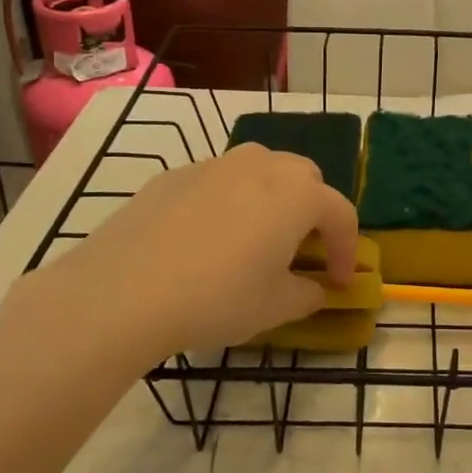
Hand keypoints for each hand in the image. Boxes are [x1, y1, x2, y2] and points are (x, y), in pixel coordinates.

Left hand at [8, 143, 358, 369]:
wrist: (124, 291)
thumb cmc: (217, 298)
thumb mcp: (274, 307)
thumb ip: (306, 295)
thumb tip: (314, 289)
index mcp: (298, 194)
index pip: (341, 214)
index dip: (347, 250)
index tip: (340, 282)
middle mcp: (262, 166)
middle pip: (304, 179)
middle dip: (312, 211)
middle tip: (302, 250)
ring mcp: (215, 164)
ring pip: (259, 171)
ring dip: (270, 199)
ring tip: (256, 237)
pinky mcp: (174, 175)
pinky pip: (217, 182)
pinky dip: (226, 202)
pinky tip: (205, 239)